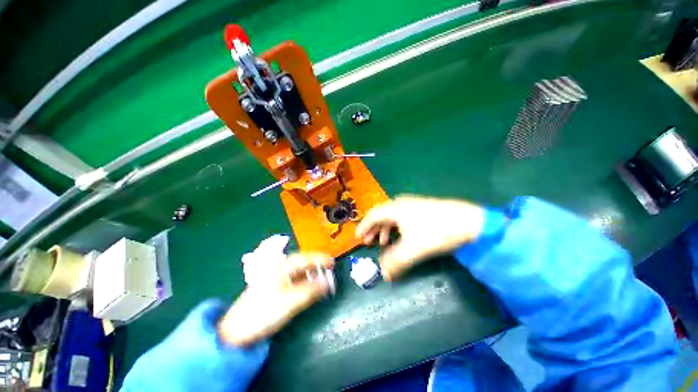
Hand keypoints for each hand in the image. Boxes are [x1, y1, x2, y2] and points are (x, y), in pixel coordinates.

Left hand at [218, 253, 333, 345]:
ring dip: (311, 274)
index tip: (333, 262)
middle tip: (329, 271)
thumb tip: (328, 284)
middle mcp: (279, 268)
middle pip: (302, 263)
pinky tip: (309, 287)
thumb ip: (311, 291)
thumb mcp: (291, 301)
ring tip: (322, 279)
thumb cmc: (265, 312)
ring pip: (298, 272)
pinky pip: (293, 280)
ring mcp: (275, 277)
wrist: (237, 330)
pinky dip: (304, 282)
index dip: (320, 259)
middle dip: (316, 266)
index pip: (306, 258)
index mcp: (282, 267)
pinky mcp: (273, 287)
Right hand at [356, 195, 484, 280]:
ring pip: (392, 217)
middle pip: (381, 215)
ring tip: (383, 242)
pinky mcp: (421, 209)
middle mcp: (400, 203)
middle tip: (368, 242)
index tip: (357, 237)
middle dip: (373, 229)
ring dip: (385, 230)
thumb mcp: (414, 249)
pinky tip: (401, 237)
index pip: (372, 215)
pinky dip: (396, 228)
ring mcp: (412, 204)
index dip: (363, 226)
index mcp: (394, 208)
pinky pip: (401, 218)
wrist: (470, 221)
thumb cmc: (437, 231)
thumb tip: (384, 274)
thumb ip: (396, 262)